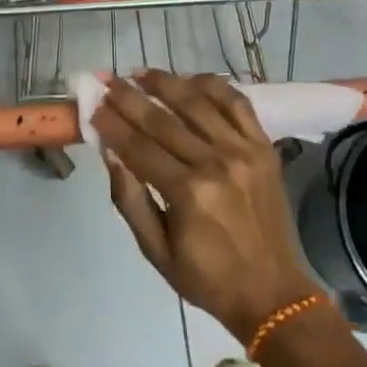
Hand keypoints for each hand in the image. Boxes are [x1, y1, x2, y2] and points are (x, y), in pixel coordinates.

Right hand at [95, 71, 322, 341]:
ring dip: (167, 83)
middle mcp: (215, 163)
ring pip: (198, 102)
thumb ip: (130, 200)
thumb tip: (111, 154)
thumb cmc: (208, 278)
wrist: (273, 293)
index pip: (139, 147)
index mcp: (188, 194)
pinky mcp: (264, 146)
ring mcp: (243, 150)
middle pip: (163, 120)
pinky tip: (191, 79)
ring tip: (141, 73)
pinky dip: (214, 86)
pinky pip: (237, 103)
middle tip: (108, 80)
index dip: (112, 124)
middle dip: (130, 97)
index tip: (93, 104)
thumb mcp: (156, 252)